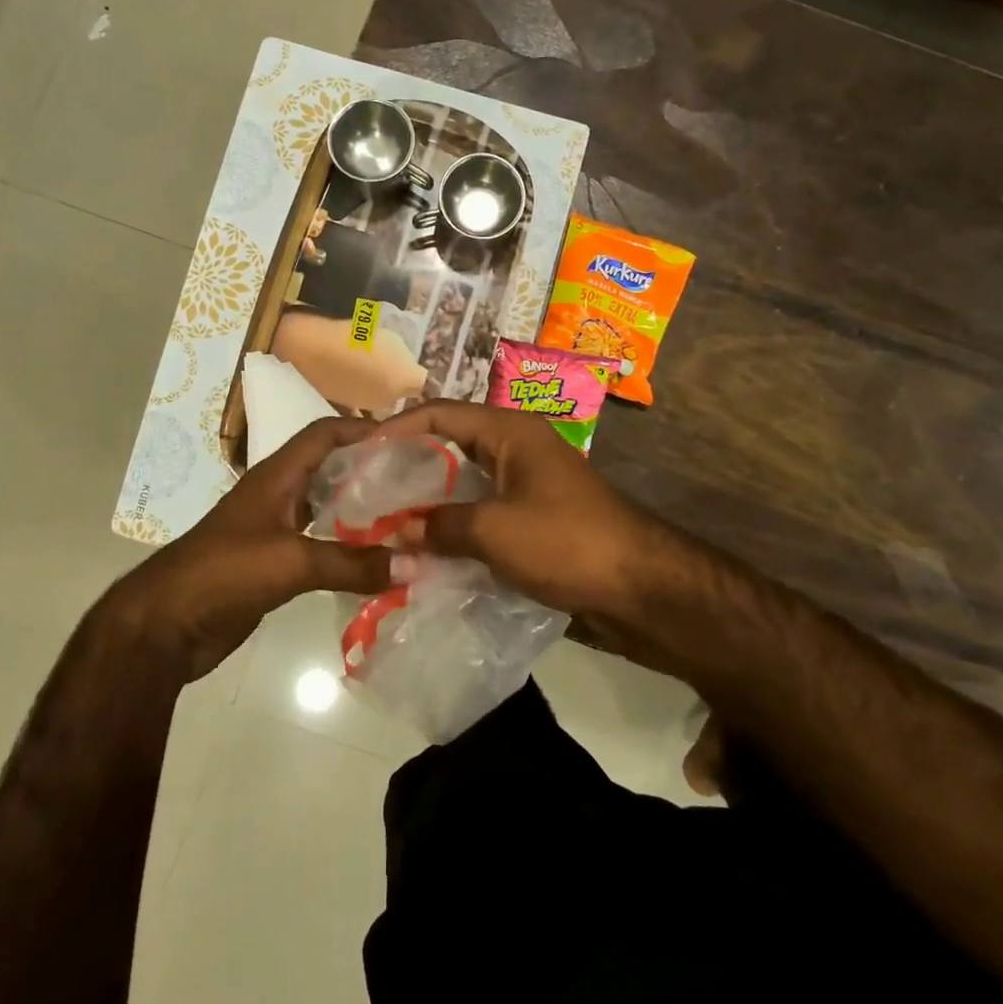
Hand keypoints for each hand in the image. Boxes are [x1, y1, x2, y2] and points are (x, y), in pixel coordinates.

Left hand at [135, 416, 390, 679]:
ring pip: (327, 508)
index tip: (407, 437)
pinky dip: (348, 547)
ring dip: (362, 510)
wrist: (164, 626)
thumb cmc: (223, 573)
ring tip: (407, 517)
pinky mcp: (274, 563)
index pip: (324, 433)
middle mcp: (278, 495)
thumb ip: (352, 563)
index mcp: (277, 476)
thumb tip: (414, 565)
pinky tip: (377, 559)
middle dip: (371, 470)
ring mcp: (274, 529)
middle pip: (330, 468)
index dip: (362, 428)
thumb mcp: (291, 561)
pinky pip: (320, 545)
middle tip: (418, 480)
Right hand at [372, 402, 667, 628]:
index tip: (358, 453)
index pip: (441, 413)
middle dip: (408, 467)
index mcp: (510, 432)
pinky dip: (454, 528)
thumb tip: (399, 531)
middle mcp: (517, 449)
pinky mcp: (534, 520)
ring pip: (465, 485)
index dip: (397, 428)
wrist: (643, 590)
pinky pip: (483, 514)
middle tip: (365, 490)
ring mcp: (527, 486)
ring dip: (429, 502)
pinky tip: (426, 550)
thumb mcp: (496, 531)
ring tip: (386, 521)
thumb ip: (441, 525)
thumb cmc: (568, 543)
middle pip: (451, 446)